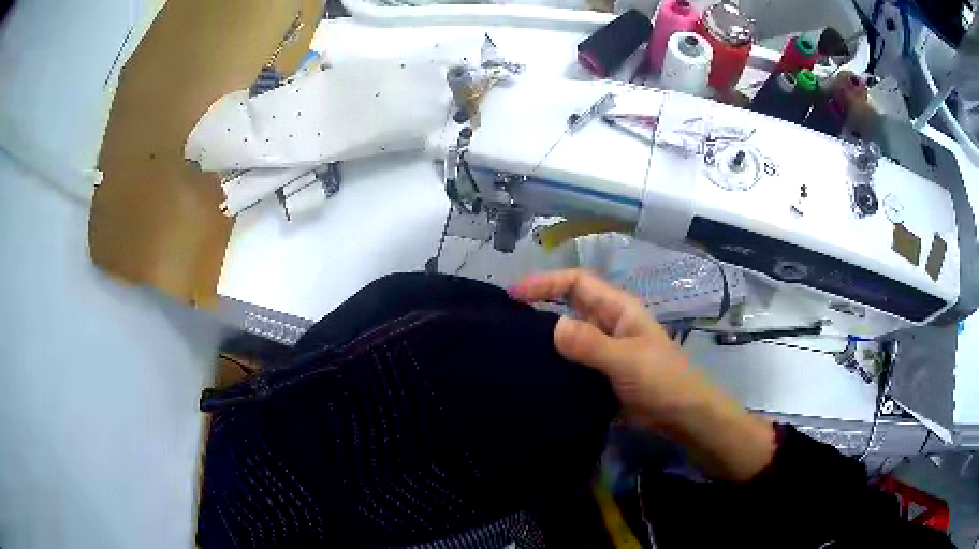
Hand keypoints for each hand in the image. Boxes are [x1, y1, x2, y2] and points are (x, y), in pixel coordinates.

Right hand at [509, 269, 702, 420]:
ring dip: (543, 335)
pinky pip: (570, 360)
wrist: (680, 415)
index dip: (546, 282)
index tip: (514, 293)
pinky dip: (552, 361)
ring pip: (567, 333)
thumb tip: (553, 326)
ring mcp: (602, 349)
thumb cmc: (661, 380)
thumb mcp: (627, 360)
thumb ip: (592, 344)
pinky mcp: (598, 372)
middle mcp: (607, 323)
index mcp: (617, 309)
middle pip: (568, 304)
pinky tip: (533, 371)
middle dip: (539, 304)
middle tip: (505, 317)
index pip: (577, 283)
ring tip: (511, 344)